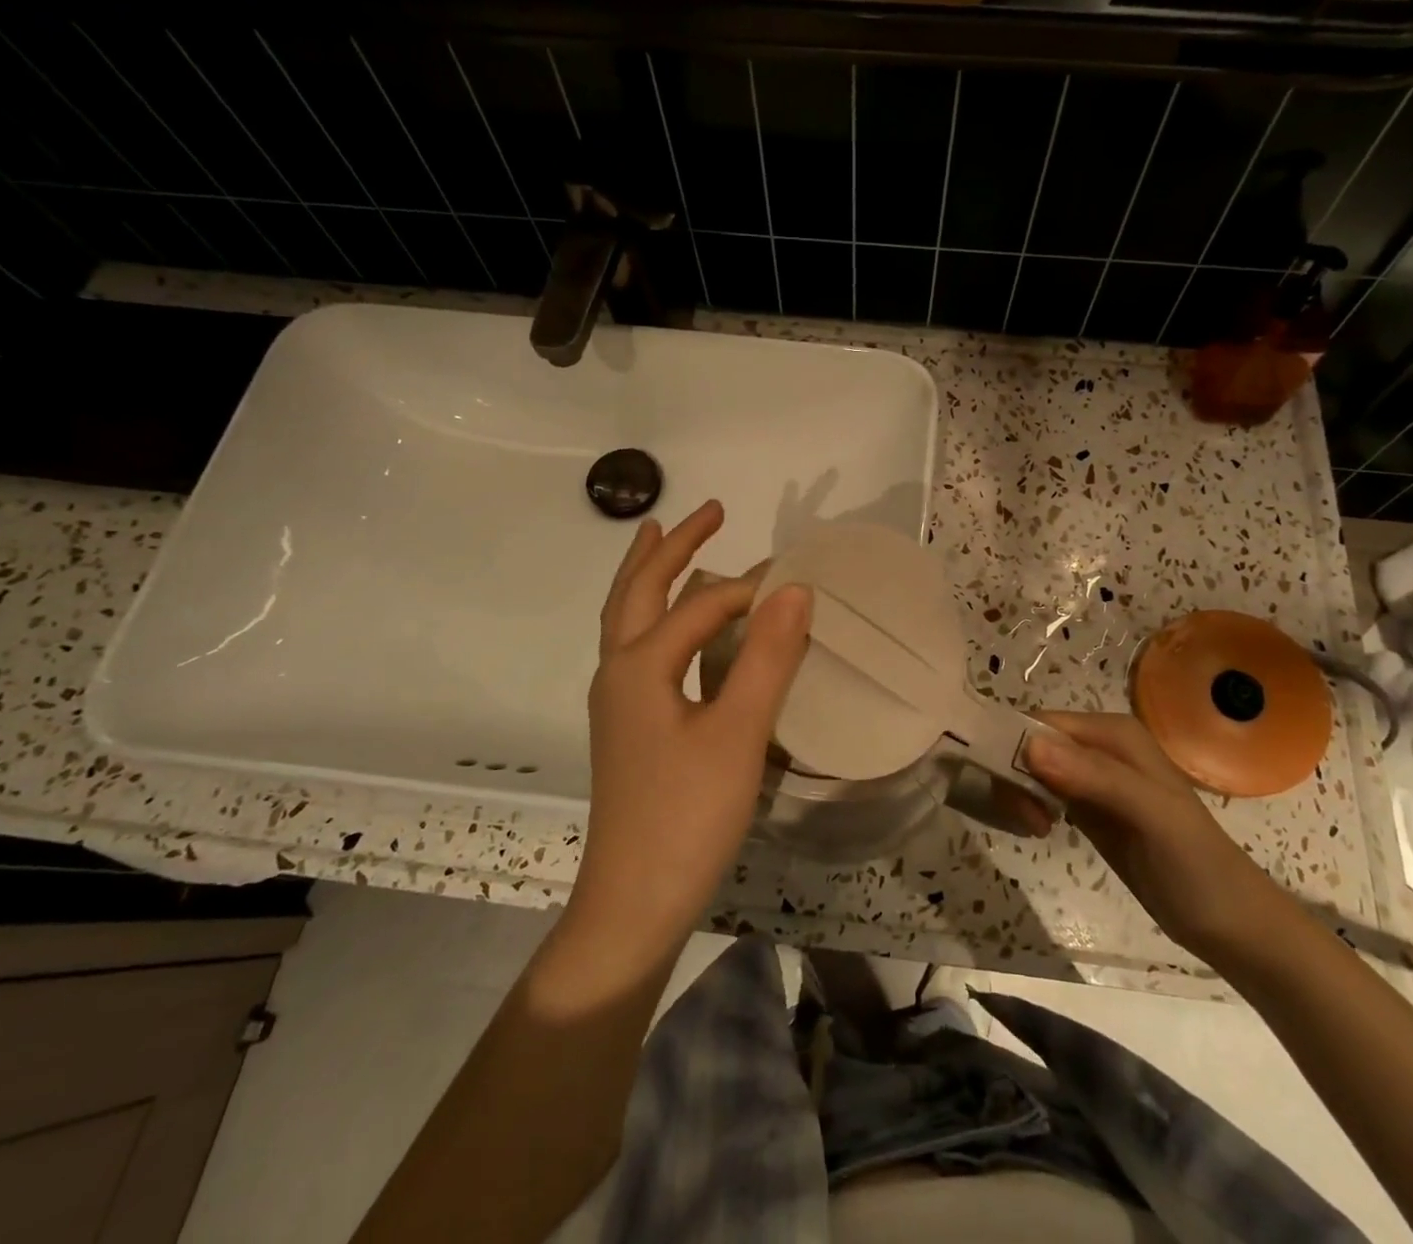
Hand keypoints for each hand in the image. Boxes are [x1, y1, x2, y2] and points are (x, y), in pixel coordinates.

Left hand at [566, 500, 811, 962]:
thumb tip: (796, 588)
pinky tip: (673, 628)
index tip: (796, 583)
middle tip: (709, 510)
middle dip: (670, 546)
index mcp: (639, 665)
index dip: (748, 589)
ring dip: (649, 575)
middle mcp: (617, 672)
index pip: (699, 605)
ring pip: (627, 619)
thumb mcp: (738, 733)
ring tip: (663, 539)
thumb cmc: (687, 816)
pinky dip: (653, 616)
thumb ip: (767, 658)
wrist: (634, 904)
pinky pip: (637, 648)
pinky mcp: (627, 727)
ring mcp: (616, 702)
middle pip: (638, 591)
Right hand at [1026, 711, 1290, 961]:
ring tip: (1035, 828)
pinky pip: (1042, 791)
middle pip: (1031, 743)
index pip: (1041, 723)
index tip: (1010, 793)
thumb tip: (1029, 748)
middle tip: (1028, 820)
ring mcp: (1092, 778)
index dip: (1015, 749)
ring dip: (1019, 793)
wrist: (1232, 926)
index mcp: (1113, 732)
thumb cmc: (1196, 865)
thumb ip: (1095, 778)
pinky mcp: (1087, 807)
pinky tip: (1037, 829)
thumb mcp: (1151, 815)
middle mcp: (1099, 746)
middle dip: (1015, 775)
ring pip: (1031, 768)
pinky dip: (1029, 806)